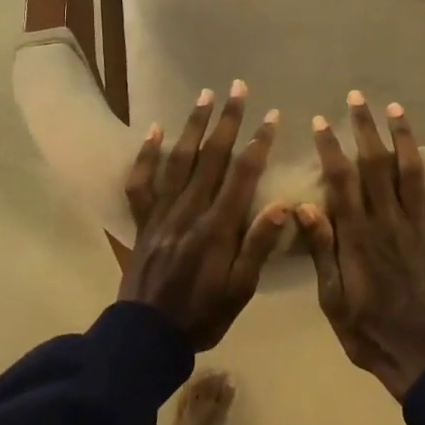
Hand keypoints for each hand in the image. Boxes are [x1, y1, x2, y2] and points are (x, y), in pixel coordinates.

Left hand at [120, 82, 287, 351]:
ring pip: (179, 160)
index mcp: (218, 227)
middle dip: (227, 120)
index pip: (242, 174)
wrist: (147, 336)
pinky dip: (146, 154)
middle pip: (211, 157)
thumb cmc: (203, 315)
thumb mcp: (241, 289)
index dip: (258, 142)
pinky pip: (141, 182)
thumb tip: (283, 205)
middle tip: (238, 88)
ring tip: (204, 95)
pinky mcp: (142, 220)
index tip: (271, 116)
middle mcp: (189, 210)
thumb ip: (258, 246)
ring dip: (193, 126)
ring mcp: (162, 212)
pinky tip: (154, 129)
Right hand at [297, 93, 424, 401]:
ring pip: (412, 173)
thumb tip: (302, 205)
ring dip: (404, 138)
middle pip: (376, 165)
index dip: (330, 147)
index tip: (321, 120)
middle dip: (365, 128)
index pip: (340, 180)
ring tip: (397, 108)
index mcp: (357, 235)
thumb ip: (322, 250)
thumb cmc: (368, 331)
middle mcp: (389, 221)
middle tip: (358, 98)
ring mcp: (420, 228)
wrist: (422, 357)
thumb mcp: (332, 298)